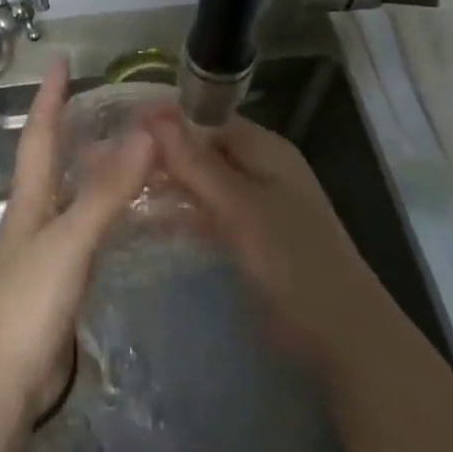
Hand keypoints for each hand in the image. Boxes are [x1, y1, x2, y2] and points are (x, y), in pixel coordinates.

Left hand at [0, 62, 155, 422]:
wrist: (5, 380)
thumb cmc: (30, 301)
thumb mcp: (71, 239)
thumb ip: (107, 190)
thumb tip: (144, 135)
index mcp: (30, 196)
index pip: (39, 133)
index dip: (50, 96)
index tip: (61, 62)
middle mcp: (34, 213)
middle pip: (50, 157)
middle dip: (69, 124)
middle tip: (103, 100)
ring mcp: (45, 246)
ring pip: (69, 190)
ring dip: (90, 163)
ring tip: (123, 145)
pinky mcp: (60, 277)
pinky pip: (84, 224)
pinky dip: (103, 206)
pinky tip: (124, 211)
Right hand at [148, 107, 384, 379]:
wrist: (342, 335)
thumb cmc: (291, 260)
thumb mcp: (238, 206)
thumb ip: (196, 162)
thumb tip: (154, 116)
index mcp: (265, 148)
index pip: (207, 118)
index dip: (167, 119)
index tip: (122, 126)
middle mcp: (260, 167)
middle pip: (203, 148)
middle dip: (163, 153)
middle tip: (111, 160)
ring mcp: (256, 204)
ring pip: (203, 182)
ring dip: (169, 183)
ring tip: (121, 188)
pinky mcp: (250, 236)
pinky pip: (208, 212)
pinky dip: (183, 213)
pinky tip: (148, 220)